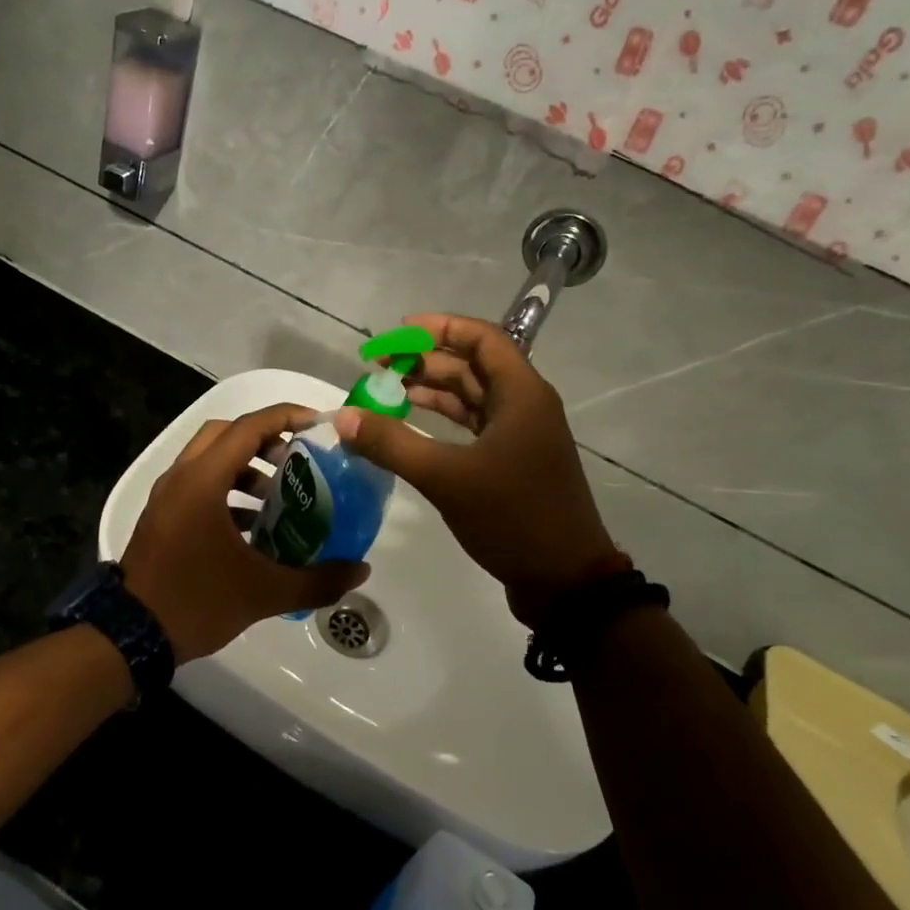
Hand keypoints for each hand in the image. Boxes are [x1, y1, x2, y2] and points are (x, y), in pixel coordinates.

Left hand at [121, 403, 370, 663]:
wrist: (129, 637)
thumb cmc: (196, 602)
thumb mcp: (263, 592)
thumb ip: (317, 580)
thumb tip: (362, 570)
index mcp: (203, 480)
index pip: (249, 427)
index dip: (287, 417)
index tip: (320, 425)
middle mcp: (181, 476)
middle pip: (227, 433)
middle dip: (266, 438)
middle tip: (299, 458)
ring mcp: (167, 496)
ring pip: (211, 458)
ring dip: (246, 465)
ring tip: (281, 493)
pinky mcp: (163, 515)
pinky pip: (199, 483)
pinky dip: (228, 489)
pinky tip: (254, 525)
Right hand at [333, 314, 626, 627]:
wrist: (565, 582)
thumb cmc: (513, 517)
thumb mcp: (447, 478)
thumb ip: (392, 444)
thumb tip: (344, 417)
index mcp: (522, 393)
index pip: (482, 338)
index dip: (439, 328)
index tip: (396, 334)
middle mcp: (524, 405)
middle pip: (472, 365)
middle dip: (425, 361)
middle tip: (378, 367)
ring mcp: (520, 435)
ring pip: (471, 396)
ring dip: (431, 390)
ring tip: (384, 392)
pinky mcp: (512, 461)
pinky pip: (473, 425)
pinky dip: (442, 420)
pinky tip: (409, 426)